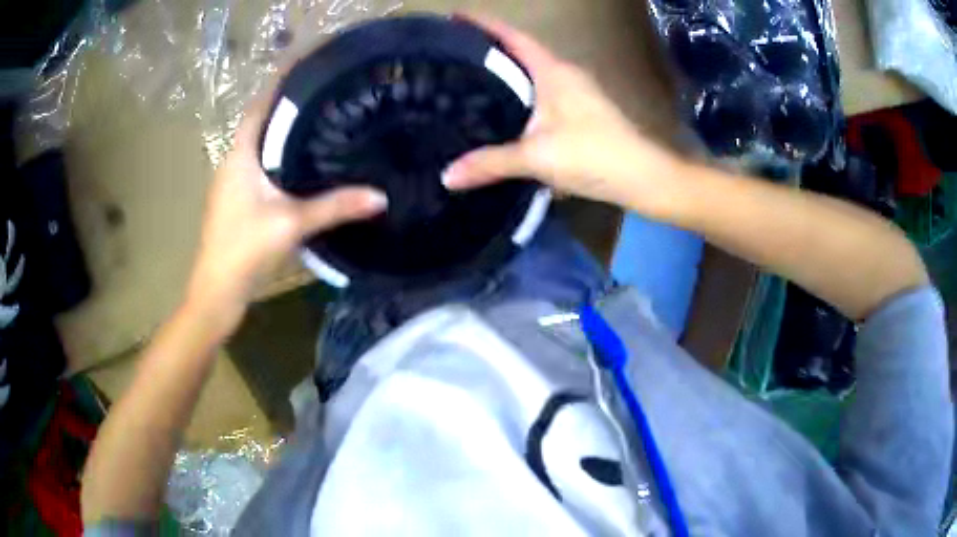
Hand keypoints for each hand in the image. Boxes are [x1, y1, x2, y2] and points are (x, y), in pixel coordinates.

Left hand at [185, 87, 386, 336]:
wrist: (217, 291)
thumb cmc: (245, 249)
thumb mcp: (292, 224)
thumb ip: (335, 207)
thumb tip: (380, 197)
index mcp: (240, 155)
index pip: (259, 106)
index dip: (279, 84)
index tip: (309, 69)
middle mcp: (232, 162)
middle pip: (261, 123)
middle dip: (289, 107)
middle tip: (326, 95)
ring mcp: (232, 184)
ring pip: (261, 147)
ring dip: (284, 133)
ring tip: (321, 122)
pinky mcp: (237, 202)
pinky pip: (261, 168)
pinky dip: (280, 158)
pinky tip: (303, 166)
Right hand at [443, 15, 682, 213]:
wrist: (642, 177)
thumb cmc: (592, 155)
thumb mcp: (536, 157)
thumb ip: (490, 163)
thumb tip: (448, 176)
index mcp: (553, 71)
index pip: (513, 37)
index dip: (484, 25)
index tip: (455, 18)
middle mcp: (565, 74)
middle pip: (521, 52)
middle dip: (489, 49)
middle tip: (451, 55)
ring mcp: (576, 92)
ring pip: (532, 74)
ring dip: (506, 73)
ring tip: (469, 80)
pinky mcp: (581, 112)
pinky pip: (541, 94)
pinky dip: (519, 95)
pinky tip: (503, 111)